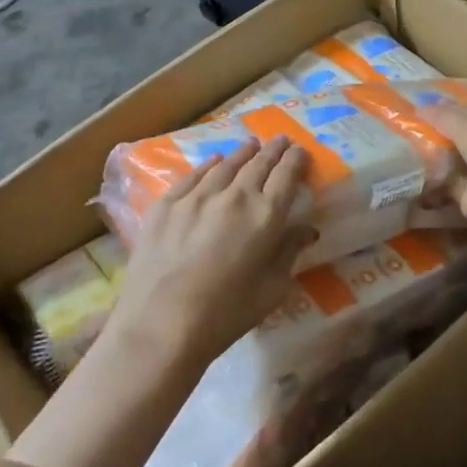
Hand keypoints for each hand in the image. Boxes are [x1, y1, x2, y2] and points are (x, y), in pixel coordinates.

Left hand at [108, 137, 312, 368]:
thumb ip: (289, 252)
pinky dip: (209, 165)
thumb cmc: (226, 314)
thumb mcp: (272, 289)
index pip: (286, 175)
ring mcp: (196, 196)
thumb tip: (305, 229)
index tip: (300, 151)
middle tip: (281, 140)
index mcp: (266, 216)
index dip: (296, 160)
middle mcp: (234, 196)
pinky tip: (214, 161)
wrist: (161, 325)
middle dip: (273, 150)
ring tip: (252, 145)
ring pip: (226, 164)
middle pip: (258, 163)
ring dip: (243, 153)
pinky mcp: (166, 205)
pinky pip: (193, 176)